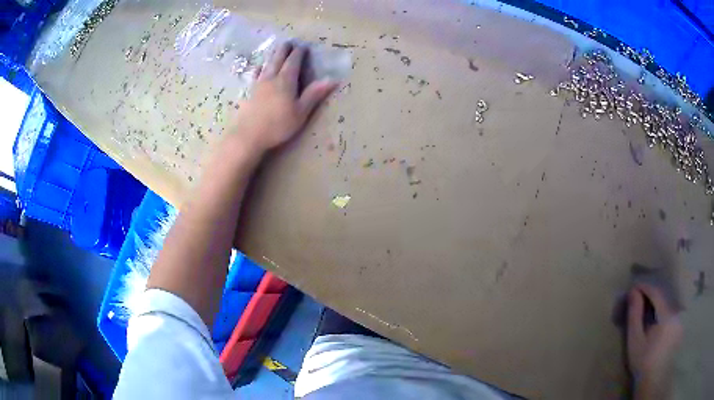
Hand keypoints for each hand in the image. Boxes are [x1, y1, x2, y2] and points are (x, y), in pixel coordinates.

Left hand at [230, 41, 337, 153]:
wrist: (249, 136)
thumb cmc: (278, 125)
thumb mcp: (301, 112)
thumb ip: (314, 94)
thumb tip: (332, 79)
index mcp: (286, 81)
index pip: (293, 62)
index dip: (298, 53)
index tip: (303, 46)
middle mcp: (271, 78)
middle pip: (278, 59)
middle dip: (284, 50)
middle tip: (289, 42)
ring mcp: (258, 84)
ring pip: (266, 64)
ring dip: (273, 55)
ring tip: (276, 49)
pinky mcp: (250, 92)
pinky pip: (255, 74)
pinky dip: (259, 68)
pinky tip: (258, 67)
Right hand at [627, 283, 682, 399]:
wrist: (652, 380)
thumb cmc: (642, 361)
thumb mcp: (635, 340)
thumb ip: (635, 315)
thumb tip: (633, 291)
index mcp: (667, 315)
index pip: (657, 293)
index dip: (646, 288)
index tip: (634, 287)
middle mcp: (676, 313)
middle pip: (663, 299)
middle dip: (651, 297)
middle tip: (639, 300)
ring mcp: (680, 319)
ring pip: (668, 306)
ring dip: (657, 305)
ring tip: (647, 310)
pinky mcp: (679, 326)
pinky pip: (671, 313)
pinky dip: (663, 313)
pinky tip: (656, 321)